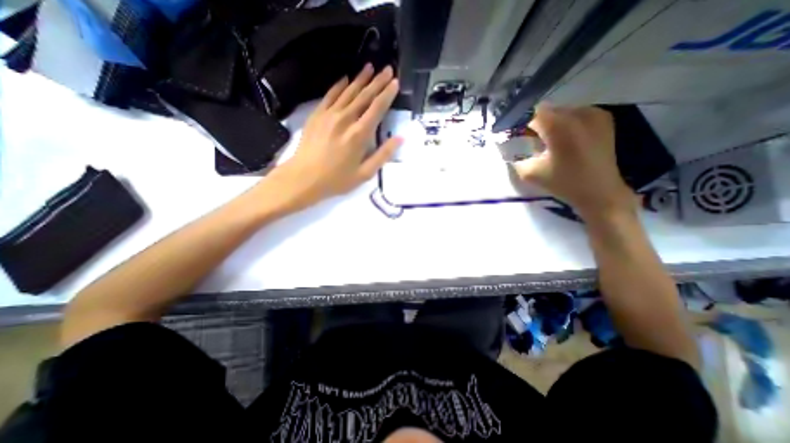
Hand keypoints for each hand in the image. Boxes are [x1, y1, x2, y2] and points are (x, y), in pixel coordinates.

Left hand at [253, 65, 401, 215]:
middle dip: (378, 82)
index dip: (387, 94)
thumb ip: (383, 155)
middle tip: (388, 69)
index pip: (377, 108)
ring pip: (348, 92)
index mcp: (359, 134)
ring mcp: (329, 115)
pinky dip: (339, 86)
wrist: (304, 178)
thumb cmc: (337, 179)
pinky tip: (346, 79)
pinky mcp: (317, 115)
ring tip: (370, 67)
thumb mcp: (365, 173)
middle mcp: (345, 119)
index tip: (395, 82)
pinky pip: (330, 95)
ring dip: (361, 79)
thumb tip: (400, 139)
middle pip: (364, 96)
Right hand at [513, 104, 634, 221]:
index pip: (530, 113)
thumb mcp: (529, 173)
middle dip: (533, 123)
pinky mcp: (602, 118)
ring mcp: (593, 113)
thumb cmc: (563, 183)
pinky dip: (563, 123)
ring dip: (548, 123)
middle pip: (545, 110)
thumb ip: (514, 156)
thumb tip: (507, 145)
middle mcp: (578, 113)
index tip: (511, 134)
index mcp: (559, 126)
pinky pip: (574, 113)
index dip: (518, 122)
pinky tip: (562, 140)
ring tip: (545, 141)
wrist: (600, 191)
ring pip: (559, 111)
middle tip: (527, 139)